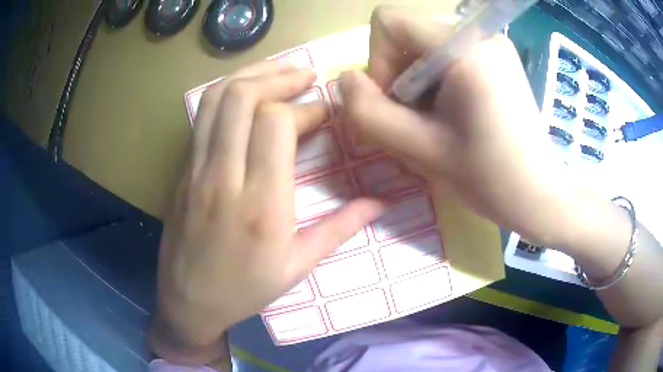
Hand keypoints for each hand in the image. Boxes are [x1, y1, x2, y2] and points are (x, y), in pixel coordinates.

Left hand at [149, 60, 382, 364]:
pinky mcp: (183, 169)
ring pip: (217, 99)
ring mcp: (196, 169)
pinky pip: (202, 116)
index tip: (324, 112)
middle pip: (243, 98)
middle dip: (279, 76)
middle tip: (306, 74)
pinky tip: (248, 92)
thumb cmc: (244, 290)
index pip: (276, 124)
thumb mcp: (297, 268)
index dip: (306, 108)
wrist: (188, 300)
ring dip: (250, 74)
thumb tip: (381, 202)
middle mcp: (223, 178)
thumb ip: (339, 229)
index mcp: (260, 206)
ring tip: (279, 71)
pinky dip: (228, 92)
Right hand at [341, 7, 577, 245]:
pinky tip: (457, 116)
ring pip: (426, 48)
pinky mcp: (498, 59)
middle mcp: (479, 34)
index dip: (379, 61)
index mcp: (463, 47)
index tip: (399, 104)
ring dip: (419, 86)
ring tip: (440, 124)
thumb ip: (368, 112)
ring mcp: (492, 45)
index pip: (389, 21)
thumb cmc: (489, 178)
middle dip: (400, 78)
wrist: (540, 194)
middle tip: (419, 123)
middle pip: (408, 36)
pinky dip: (439, 85)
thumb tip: (346, 80)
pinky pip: (449, 57)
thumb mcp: (419, 150)